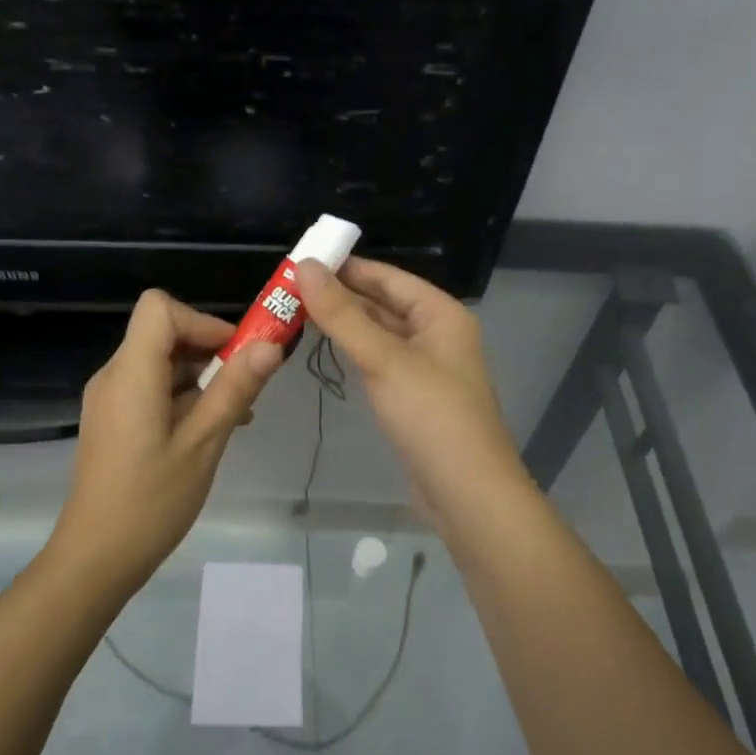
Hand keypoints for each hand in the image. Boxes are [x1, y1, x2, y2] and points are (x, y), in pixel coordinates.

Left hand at [50, 289, 281, 583]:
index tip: (237, 354)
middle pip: (162, 334)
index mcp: (131, 374)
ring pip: (159, 363)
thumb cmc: (151, 502)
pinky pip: (150, 389)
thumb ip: (235, 390)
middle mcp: (114, 376)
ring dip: (200, 378)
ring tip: (235, 417)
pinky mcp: (112, 421)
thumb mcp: (203, 444)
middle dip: (209, 352)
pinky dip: (182, 397)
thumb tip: (271, 345)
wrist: (96, 558)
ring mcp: (109, 400)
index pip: (160, 309)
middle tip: (246, 388)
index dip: (202, 321)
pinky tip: (207, 432)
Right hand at [295, 257, 527, 524]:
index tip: (300, 260)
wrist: (467, 494)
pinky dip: (354, 351)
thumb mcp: (384, 359)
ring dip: (344, 323)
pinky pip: (379, 361)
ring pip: (379, 333)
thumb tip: (304, 266)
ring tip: (297, 312)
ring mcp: (426, 367)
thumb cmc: (431, 417)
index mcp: (440, 314)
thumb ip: (342, 314)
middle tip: (288, 288)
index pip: (388, 276)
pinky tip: (327, 349)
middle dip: (340, 295)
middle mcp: (436, 334)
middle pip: (383, 303)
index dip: (346, 266)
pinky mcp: (413, 397)